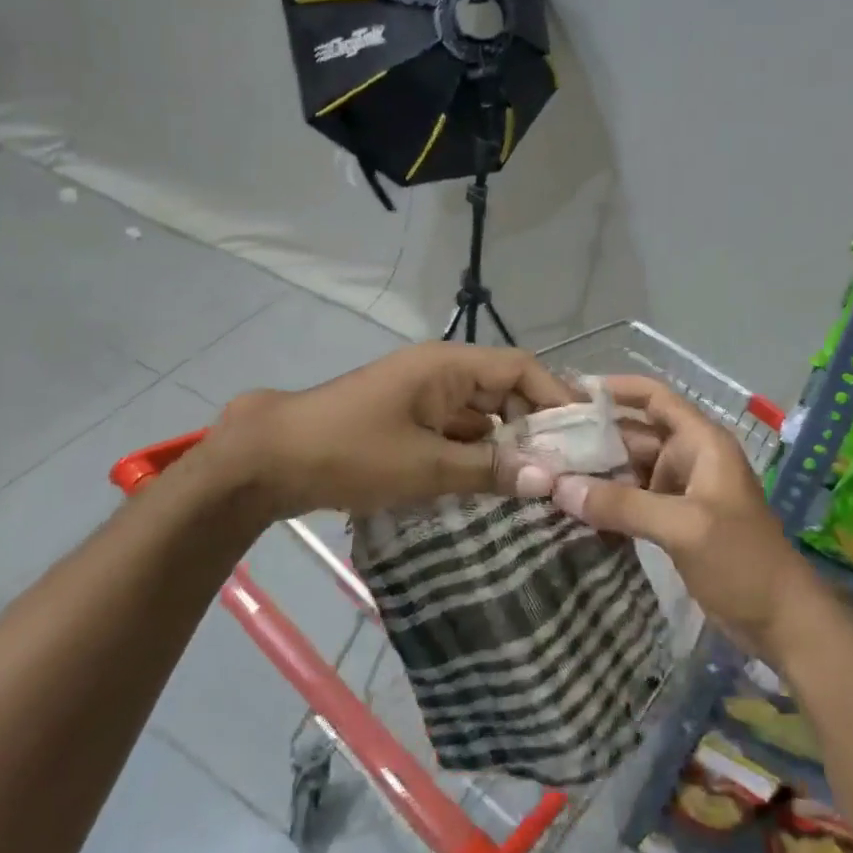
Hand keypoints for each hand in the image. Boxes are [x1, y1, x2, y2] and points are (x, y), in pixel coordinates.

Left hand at [196, 342, 577, 518]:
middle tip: (566, 469)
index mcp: (447, 366)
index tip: (585, 436)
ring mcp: (421, 398)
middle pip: (504, 391)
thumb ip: (489, 470)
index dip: (556, 396)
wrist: (267, 460)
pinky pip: (456, 432)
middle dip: (535, 427)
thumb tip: (548, 479)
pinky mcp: (407, 422)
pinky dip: (477, 455)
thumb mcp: (424, 465)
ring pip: (481, 416)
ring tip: (540, 483)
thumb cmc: (349, 452)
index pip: (520, 368)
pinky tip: (495, 486)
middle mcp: (440, 373)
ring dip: (506, 445)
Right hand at [550, 375, 824, 659]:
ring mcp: (681, 491)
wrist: (780, 622)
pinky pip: (633, 499)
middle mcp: (689, 458)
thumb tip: (559, 487)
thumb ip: (622, 505)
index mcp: (701, 443)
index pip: (655, 398)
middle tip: (544, 441)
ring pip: (631, 468)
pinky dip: (607, 500)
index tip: (571, 392)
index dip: (617, 389)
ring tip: (548, 471)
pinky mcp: (674, 522)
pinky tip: (573, 506)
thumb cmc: (741, 560)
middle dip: (594, 435)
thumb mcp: (683, 527)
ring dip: (597, 470)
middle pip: (635, 433)